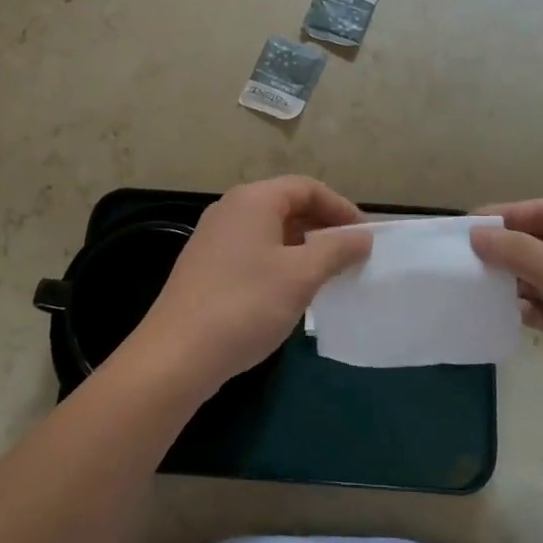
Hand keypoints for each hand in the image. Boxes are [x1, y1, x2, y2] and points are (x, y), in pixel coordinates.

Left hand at [128, 177, 371, 399]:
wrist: (177, 355)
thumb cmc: (246, 305)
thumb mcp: (301, 276)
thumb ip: (336, 250)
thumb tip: (362, 236)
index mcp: (253, 200)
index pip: (307, 187)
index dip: (341, 208)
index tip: (365, 237)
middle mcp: (230, 209)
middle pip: (287, 205)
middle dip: (323, 227)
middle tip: (351, 256)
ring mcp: (214, 238)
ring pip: (270, 231)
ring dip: (303, 247)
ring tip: (328, 275)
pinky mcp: (206, 266)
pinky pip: (253, 252)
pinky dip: (280, 263)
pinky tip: (292, 292)